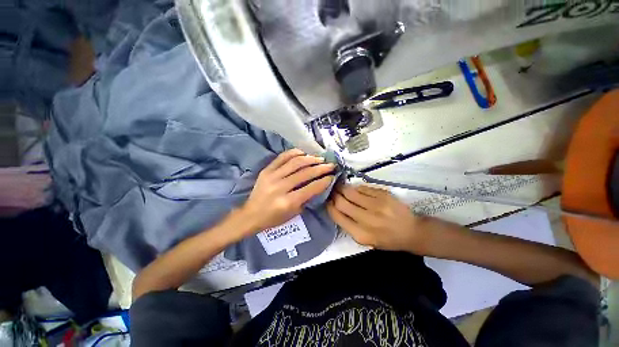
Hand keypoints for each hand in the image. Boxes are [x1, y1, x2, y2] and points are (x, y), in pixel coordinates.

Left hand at [239, 149, 335, 232]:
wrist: (250, 215)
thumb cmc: (273, 218)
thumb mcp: (293, 213)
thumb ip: (306, 199)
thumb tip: (318, 184)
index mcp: (287, 202)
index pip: (310, 188)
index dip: (323, 181)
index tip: (332, 176)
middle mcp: (280, 187)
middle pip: (305, 173)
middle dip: (321, 168)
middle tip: (330, 165)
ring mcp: (272, 176)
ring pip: (295, 162)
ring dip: (310, 159)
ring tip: (319, 159)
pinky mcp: (266, 170)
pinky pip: (282, 157)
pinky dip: (294, 153)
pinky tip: (303, 153)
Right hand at [327, 184, 427, 252]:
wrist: (412, 231)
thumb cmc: (387, 239)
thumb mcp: (366, 240)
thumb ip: (349, 225)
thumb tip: (335, 206)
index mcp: (361, 234)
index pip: (337, 216)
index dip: (329, 206)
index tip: (327, 201)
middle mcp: (368, 219)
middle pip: (341, 202)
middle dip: (334, 195)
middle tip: (332, 192)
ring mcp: (377, 205)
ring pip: (351, 191)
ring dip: (343, 188)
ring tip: (341, 187)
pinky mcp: (384, 195)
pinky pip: (363, 188)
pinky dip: (356, 188)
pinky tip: (356, 190)